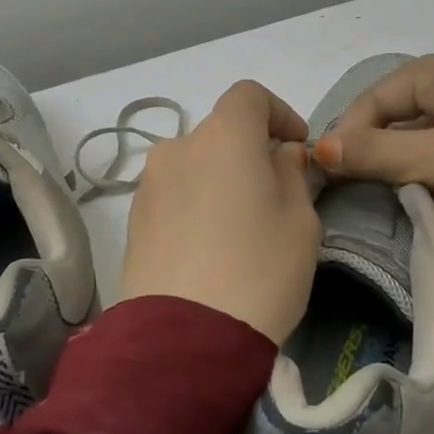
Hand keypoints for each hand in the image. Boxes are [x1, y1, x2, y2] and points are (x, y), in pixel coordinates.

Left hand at [120, 80, 321, 344]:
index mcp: (223, 136)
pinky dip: (195, 205)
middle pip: (220, 134)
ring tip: (240, 228)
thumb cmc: (259, 270)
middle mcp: (178, 148)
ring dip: (219, 180)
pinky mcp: (133, 222)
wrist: (184, 337)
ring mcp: (149, 185)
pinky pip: (174, 197)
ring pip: (194, 166)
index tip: (296, 146)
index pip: (249, 96)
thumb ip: (292, 175)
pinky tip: (210, 248)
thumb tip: (280, 156)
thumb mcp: (299, 222)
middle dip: (250, 153)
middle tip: (274, 195)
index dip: (278, 112)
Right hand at [313, 54, 433, 242]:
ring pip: (422, 135)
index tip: (331, 166)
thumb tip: (317, 148)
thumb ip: (374, 152)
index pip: (380, 94)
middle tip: (351, 180)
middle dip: (373, 145)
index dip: (350, 128)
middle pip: (400, 111)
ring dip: (398, 162)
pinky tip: (419, 196)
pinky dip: (426, 172)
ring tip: (381, 192)